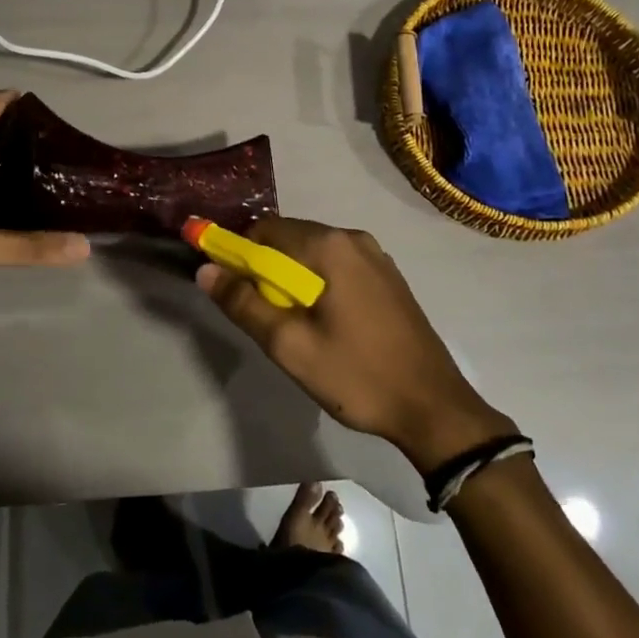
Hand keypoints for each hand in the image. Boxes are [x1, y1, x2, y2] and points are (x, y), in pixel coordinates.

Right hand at [196, 217, 516, 471]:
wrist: (433, 407)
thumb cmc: (357, 375)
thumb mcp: (289, 346)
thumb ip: (244, 304)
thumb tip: (205, 270)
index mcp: (329, 246)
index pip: (264, 229)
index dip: (238, 253)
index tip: (231, 289)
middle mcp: (352, 238)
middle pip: (290, 237)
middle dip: (266, 268)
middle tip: (262, 315)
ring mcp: (376, 256)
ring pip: (314, 253)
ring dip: (293, 278)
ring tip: (293, 325)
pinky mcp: (388, 276)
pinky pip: (338, 266)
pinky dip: (319, 283)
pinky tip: (325, 323)